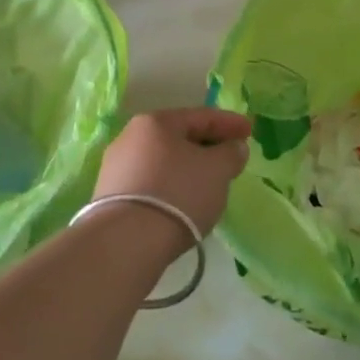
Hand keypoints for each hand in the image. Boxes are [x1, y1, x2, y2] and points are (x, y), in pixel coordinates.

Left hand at [92, 108, 250, 239]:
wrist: (126, 242)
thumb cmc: (177, 193)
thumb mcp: (216, 170)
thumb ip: (231, 153)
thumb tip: (234, 146)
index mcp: (155, 122)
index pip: (200, 116)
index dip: (229, 123)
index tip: (250, 131)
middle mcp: (130, 137)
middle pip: (178, 137)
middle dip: (207, 145)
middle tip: (230, 156)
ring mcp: (116, 167)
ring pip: (163, 161)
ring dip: (188, 167)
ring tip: (209, 182)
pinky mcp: (109, 196)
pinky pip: (150, 183)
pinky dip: (171, 186)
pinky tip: (183, 201)